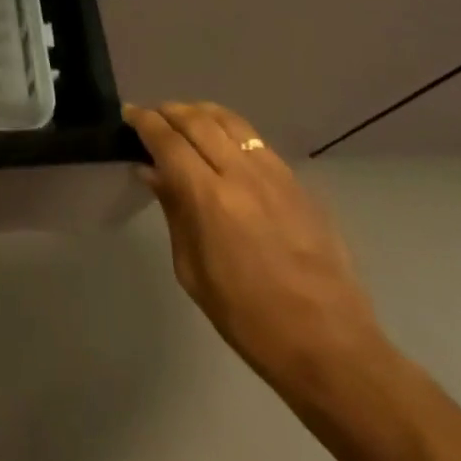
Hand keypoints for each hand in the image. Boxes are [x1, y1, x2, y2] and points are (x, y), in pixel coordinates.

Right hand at [125, 101, 389, 399]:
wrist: (331, 349)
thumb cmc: (249, 319)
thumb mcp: (193, 272)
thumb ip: (173, 212)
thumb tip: (152, 172)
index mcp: (210, 198)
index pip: (167, 140)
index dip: (144, 122)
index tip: (128, 114)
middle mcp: (241, 174)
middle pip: (197, 120)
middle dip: (168, 111)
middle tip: (152, 116)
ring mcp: (275, 175)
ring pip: (230, 121)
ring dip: (200, 113)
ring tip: (185, 120)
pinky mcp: (298, 184)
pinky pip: (256, 141)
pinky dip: (230, 130)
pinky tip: (224, 145)